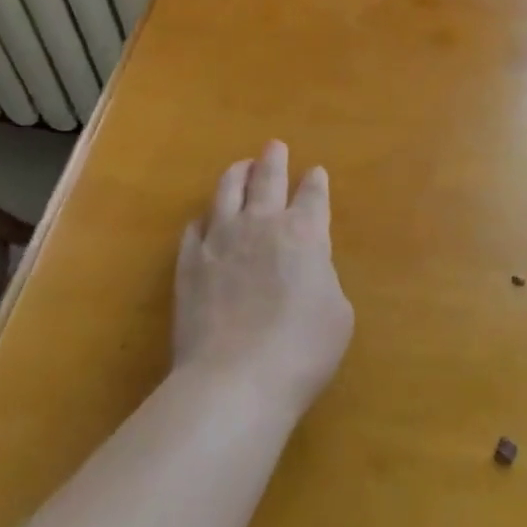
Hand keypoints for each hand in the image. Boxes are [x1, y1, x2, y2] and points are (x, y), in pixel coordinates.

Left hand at [173, 141, 353, 415]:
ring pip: (227, 191)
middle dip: (274, 159)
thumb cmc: (301, 350)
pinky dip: (205, 218)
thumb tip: (309, 270)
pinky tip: (205, 219)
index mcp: (304, 233)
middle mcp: (261, 224)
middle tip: (275, 146)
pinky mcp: (189, 262)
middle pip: (267, 178)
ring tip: (241, 167)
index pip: (313, 196)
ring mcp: (220, 240)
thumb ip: (324, 279)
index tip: (316, 173)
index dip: (316, 183)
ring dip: (237, 174)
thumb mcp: (337, 314)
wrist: (234, 380)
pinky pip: (196, 227)